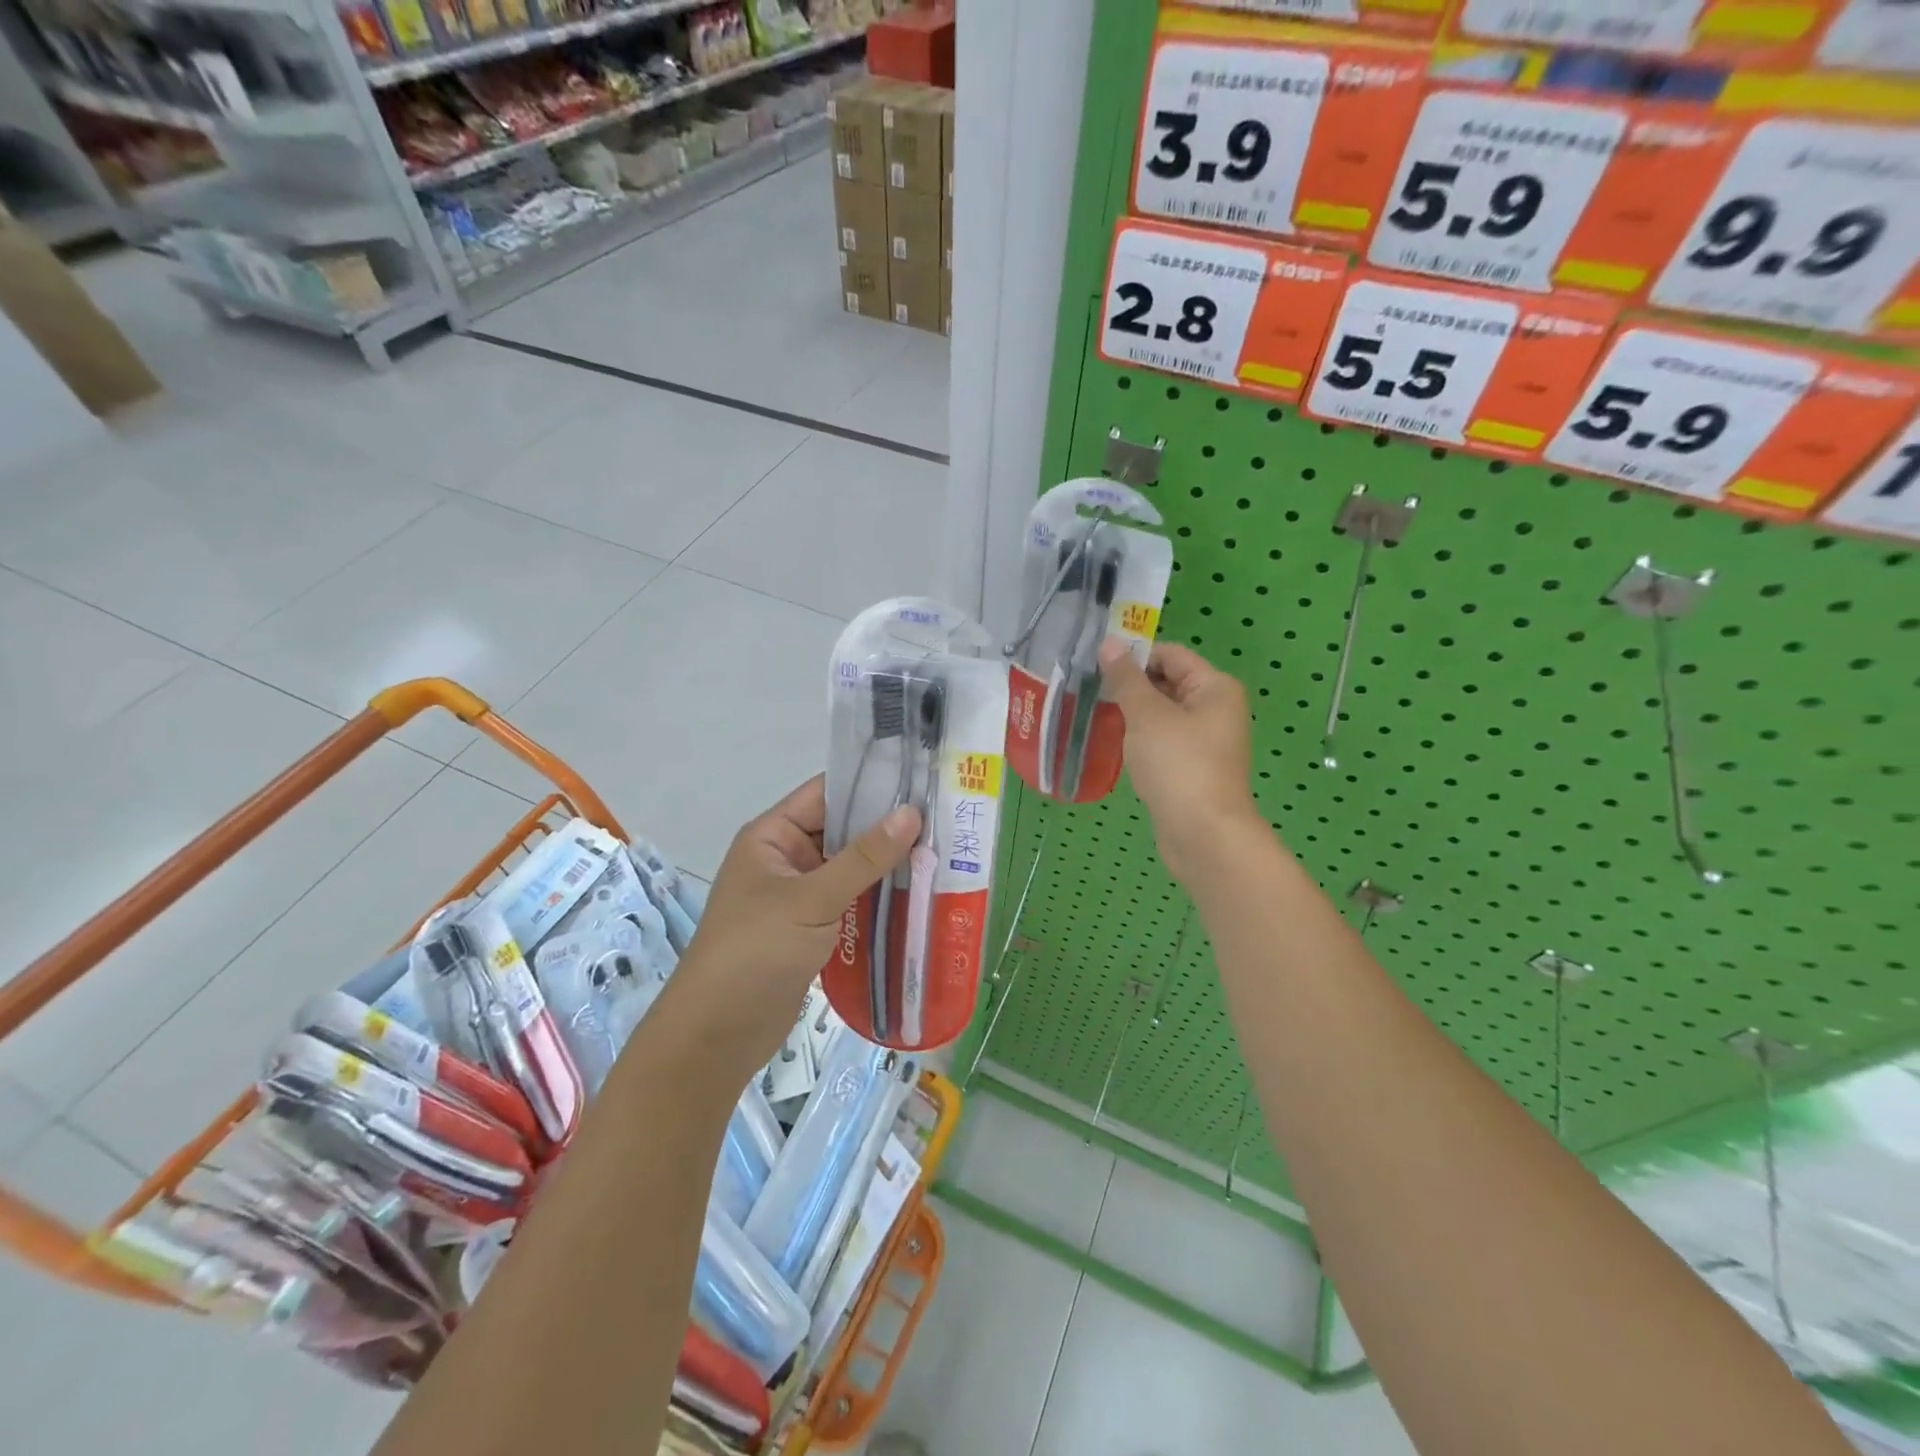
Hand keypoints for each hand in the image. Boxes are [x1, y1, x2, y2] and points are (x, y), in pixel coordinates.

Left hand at [668, 776, 919, 1069]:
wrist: (718, 1034)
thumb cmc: (755, 951)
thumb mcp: (811, 899)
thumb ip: (863, 858)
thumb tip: (912, 813)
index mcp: (773, 836)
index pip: (826, 793)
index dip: (871, 784)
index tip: (922, 779)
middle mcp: (787, 858)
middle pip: (843, 831)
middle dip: (888, 828)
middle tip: (947, 819)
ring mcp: (800, 895)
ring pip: (852, 868)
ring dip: (889, 866)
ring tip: (945, 853)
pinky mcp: (813, 928)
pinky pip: (852, 901)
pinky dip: (880, 898)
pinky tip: (921, 895)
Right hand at [1099, 639, 1260, 882]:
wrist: (1202, 834)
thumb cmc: (1178, 765)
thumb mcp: (1147, 715)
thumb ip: (1126, 678)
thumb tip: (1109, 643)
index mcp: (1214, 688)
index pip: (1170, 655)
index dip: (1134, 655)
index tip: (1095, 664)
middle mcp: (1215, 709)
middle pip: (1167, 682)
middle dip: (1129, 684)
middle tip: (1087, 688)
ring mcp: (1204, 741)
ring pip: (1161, 714)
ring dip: (1131, 712)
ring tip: (1092, 712)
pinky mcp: (1191, 768)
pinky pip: (1161, 740)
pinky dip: (1139, 738)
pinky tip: (1112, 743)